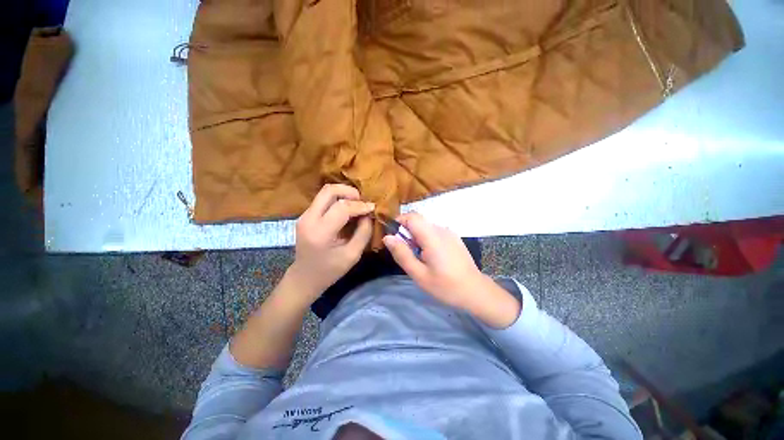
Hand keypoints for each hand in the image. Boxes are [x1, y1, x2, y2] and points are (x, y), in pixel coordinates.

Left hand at [287, 184, 373, 303]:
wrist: (304, 277)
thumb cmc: (329, 271)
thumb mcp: (352, 255)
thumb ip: (363, 233)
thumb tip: (368, 215)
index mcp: (320, 232)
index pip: (342, 208)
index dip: (360, 205)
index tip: (372, 208)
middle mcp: (308, 219)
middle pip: (329, 190)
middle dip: (350, 192)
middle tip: (362, 201)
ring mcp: (304, 215)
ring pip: (325, 192)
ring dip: (344, 194)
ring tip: (357, 204)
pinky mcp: (305, 215)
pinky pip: (323, 199)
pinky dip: (338, 200)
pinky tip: (347, 210)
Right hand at [383, 212, 519, 327]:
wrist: (475, 291)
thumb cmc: (445, 286)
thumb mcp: (419, 274)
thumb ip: (402, 254)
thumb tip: (387, 237)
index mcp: (432, 236)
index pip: (411, 216)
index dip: (399, 222)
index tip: (394, 238)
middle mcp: (441, 229)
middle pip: (418, 221)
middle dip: (407, 232)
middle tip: (406, 253)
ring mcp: (449, 233)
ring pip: (426, 227)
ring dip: (416, 237)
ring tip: (419, 257)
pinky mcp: (454, 238)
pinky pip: (435, 232)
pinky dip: (427, 239)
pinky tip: (431, 257)